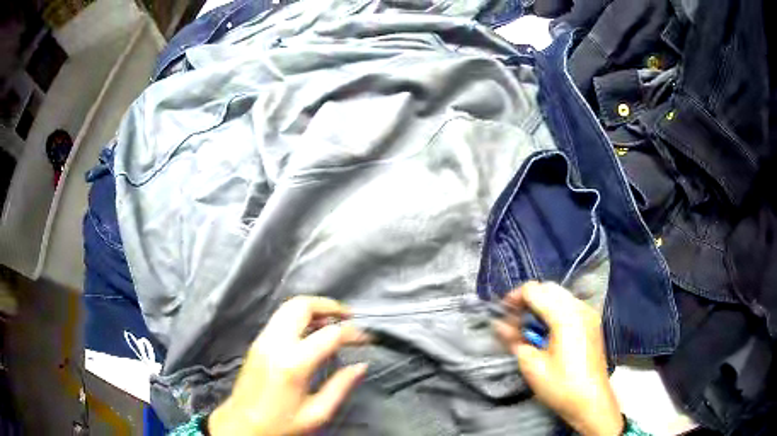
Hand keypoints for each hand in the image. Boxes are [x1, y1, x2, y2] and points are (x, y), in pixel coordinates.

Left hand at [209, 296, 369, 435]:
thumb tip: (361, 365)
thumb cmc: (281, 423)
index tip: (367, 338)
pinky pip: (280, 318)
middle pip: (301, 306)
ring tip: (333, 320)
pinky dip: (300, 316)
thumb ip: (341, 386)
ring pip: (288, 307)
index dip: (353, 333)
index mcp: (293, 363)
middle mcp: (275, 343)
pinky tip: (312, 331)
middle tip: (349, 315)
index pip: (329, 335)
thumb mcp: (317, 413)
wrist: (241, 425)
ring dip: (313, 308)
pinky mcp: (256, 342)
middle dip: (328, 305)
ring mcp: (262, 340)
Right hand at [494, 282, 622, 435]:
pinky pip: (569, 304)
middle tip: (514, 321)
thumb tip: (499, 324)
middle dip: (528, 299)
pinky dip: (554, 310)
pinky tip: (547, 331)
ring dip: (541, 304)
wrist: (591, 401)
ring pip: (560, 294)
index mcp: (565, 316)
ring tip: (529, 327)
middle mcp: (580, 307)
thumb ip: (515, 340)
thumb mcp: (532, 366)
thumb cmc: (561, 386)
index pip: (534, 290)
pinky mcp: (591, 322)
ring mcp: (588, 313)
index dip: (514, 298)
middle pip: (548, 288)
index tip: (502, 314)